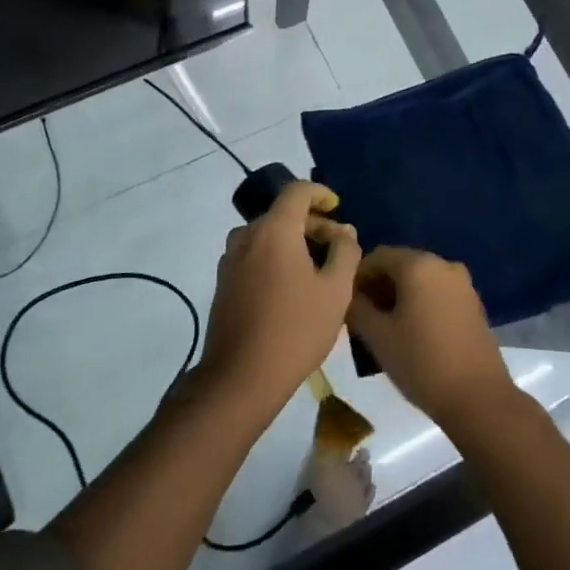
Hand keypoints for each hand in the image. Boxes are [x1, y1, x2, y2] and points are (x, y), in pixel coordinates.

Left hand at [199, 181, 358, 415]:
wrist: (241, 377)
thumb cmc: (295, 329)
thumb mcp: (336, 290)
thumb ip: (345, 252)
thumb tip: (344, 231)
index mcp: (274, 230)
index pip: (296, 191)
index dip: (320, 193)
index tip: (337, 207)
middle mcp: (246, 236)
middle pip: (282, 215)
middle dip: (313, 225)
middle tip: (339, 248)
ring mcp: (230, 260)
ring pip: (267, 236)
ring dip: (293, 242)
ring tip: (319, 269)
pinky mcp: (224, 283)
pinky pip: (254, 256)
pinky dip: (275, 258)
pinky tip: (293, 287)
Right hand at [347, 247, 512, 428]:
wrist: (479, 398)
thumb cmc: (421, 362)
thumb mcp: (377, 336)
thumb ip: (356, 309)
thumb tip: (350, 298)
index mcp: (418, 264)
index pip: (377, 256)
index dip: (358, 277)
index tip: (348, 305)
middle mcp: (443, 264)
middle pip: (400, 265)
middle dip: (379, 286)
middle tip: (364, 317)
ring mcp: (462, 284)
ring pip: (420, 279)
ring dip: (400, 296)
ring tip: (387, 328)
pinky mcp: (474, 304)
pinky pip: (438, 293)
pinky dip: (421, 303)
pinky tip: (414, 333)